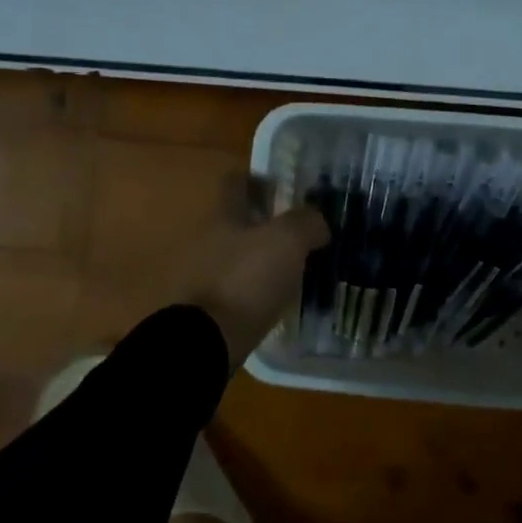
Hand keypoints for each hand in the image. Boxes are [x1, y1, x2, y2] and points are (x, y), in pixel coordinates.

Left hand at [174, 185, 329, 366]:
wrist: (206, 341)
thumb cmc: (246, 279)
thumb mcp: (287, 241)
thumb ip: (306, 223)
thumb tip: (317, 223)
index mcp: (224, 216)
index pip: (236, 183)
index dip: (258, 181)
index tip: (283, 188)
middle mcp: (208, 239)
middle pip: (237, 221)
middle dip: (265, 224)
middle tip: (298, 232)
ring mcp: (204, 275)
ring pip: (238, 256)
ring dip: (262, 258)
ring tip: (294, 268)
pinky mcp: (208, 308)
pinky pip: (237, 288)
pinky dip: (256, 289)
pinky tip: (277, 297)